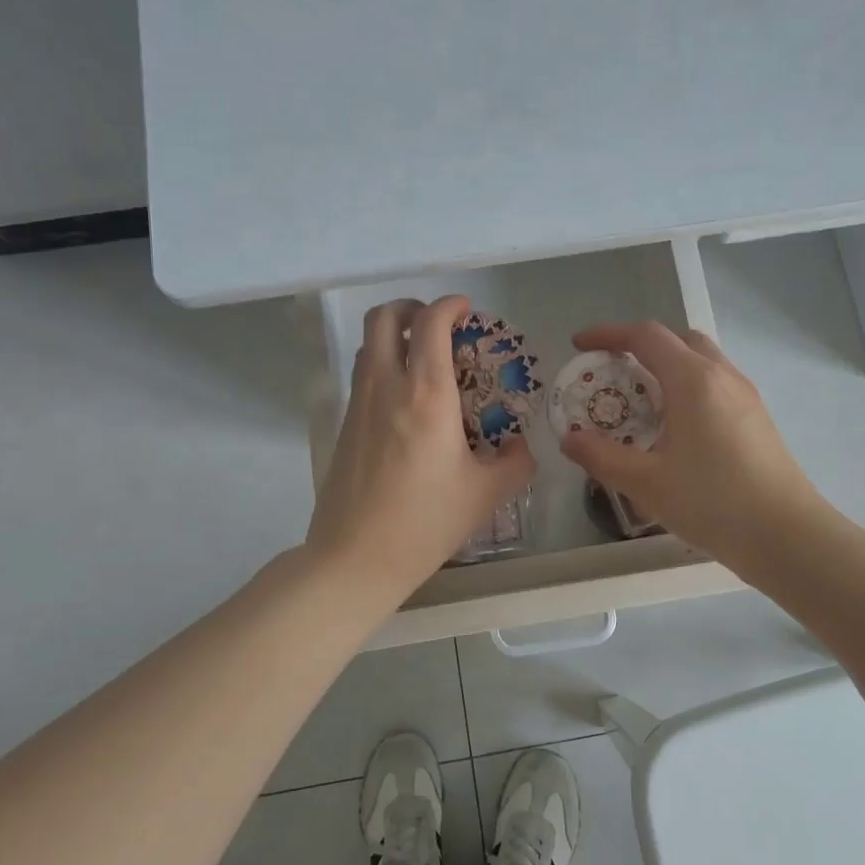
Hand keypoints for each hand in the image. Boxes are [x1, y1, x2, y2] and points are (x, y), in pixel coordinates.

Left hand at [307, 295, 535, 602]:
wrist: (355, 558)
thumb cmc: (425, 522)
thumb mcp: (486, 495)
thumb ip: (515, 464)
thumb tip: (521, 447)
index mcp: (426, 394)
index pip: (430, 323)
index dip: (449, 306)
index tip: (466, 311)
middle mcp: (386, 386)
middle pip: (384, 317)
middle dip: (412, 308)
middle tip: (437, 326)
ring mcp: (358, 403)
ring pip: (367, 343)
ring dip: (394, 336)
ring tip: (423, 359)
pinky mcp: (344, 424)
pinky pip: (362, 374)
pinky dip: (382, 365)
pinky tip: (406, 401)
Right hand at [559, 322, 829, 575]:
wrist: (787, 536)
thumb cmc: (713, 502)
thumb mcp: (646, 483)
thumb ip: (602, 457)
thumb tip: (569, 440)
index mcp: (693, 380)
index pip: (645, 336)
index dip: (608, 334)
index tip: (580, 346)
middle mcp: (722, 376)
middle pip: (678, 340)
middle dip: (641, 346)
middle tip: (614, 373)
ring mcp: (745, 396)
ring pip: (701, 361)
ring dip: (667, 367)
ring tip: (641, 404)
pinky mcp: (757, 419)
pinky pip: (715, 385)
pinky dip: (687, 388)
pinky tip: (676, 430)